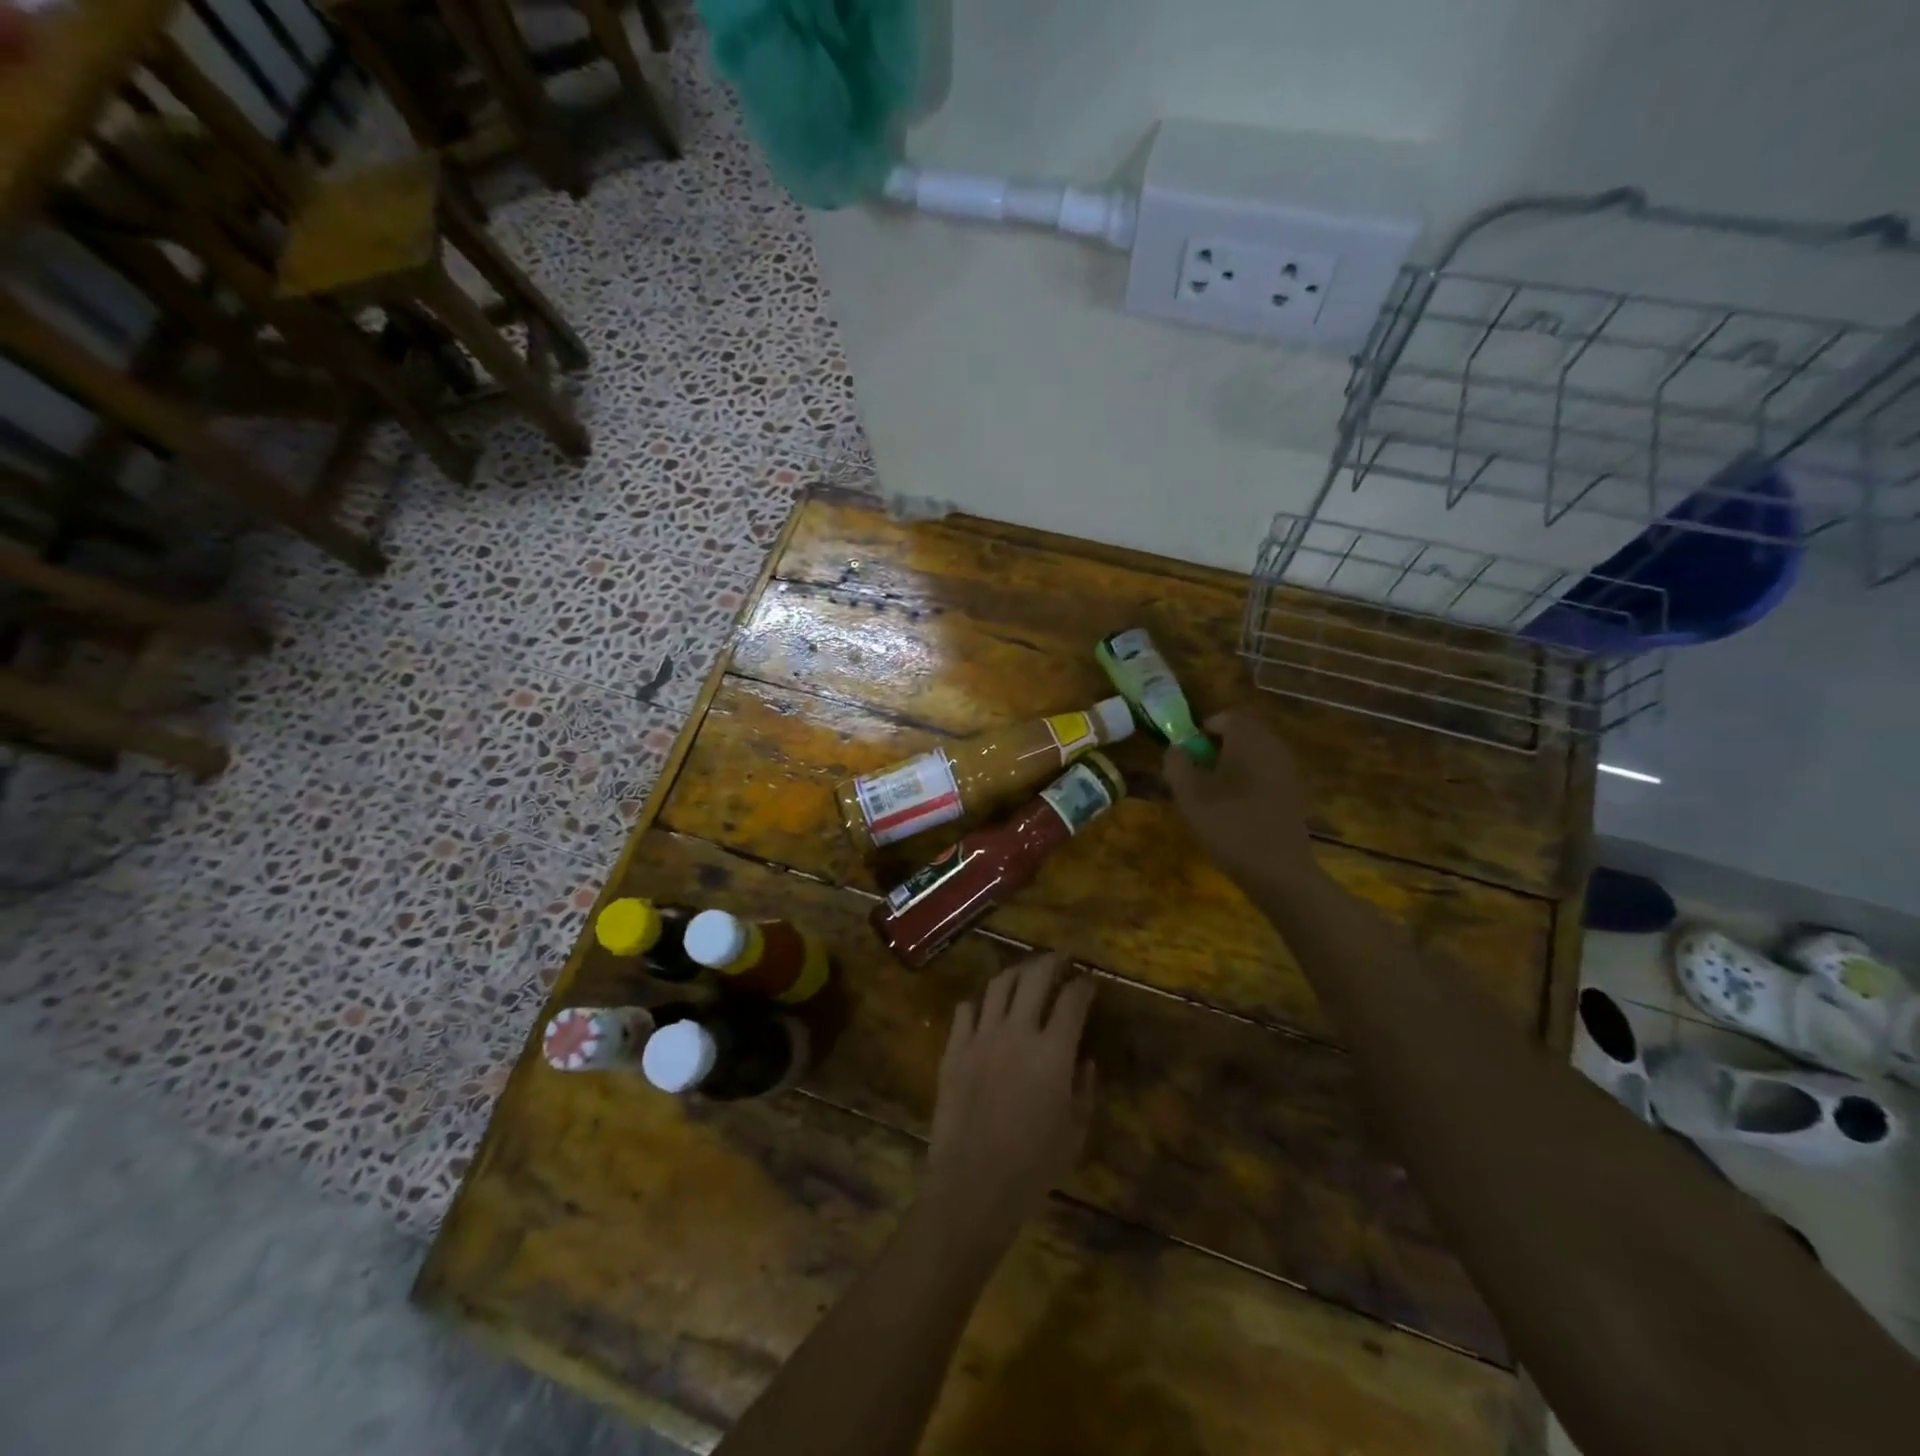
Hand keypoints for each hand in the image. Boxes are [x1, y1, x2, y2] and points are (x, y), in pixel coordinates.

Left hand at [923, 952, 1095, 1254]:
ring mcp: (981, 1037)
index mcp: (1053, 1052)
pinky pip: (965, 1010)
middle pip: (1035, 977)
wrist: (972, 1184)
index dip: (1084, 985)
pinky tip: (986, 1009)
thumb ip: (1084, 1090)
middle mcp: (1017, 1032)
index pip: (1073, 1000)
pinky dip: (979, 1003)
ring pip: (998, 985)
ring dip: (1016, 973)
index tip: (1089, 981)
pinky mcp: (953, 1049)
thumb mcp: (1074, 1132)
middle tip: (1061, 958)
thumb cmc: (1033, 1166)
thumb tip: (1084, 1060)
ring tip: (1025, 973)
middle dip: (1052, 961)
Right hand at [1165, 709, 1316, 893]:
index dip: (1201, 731)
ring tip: (1211, 796)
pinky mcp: (1294, 794)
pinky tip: (1234, 811)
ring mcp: (1287, 771)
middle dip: (1215, 749)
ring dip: (1231, 767)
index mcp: (1248, 739)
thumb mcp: (1189, 795)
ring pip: (1253, 756)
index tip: (1185, 755)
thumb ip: (1176, 764)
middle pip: (1241, 735)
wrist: (1279, 871)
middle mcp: (1273, 746)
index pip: (1225, 717)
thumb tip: (1176, 749)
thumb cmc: (1229, 826)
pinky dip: (1247, 784)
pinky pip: (1264, 775)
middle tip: (1195, 775)